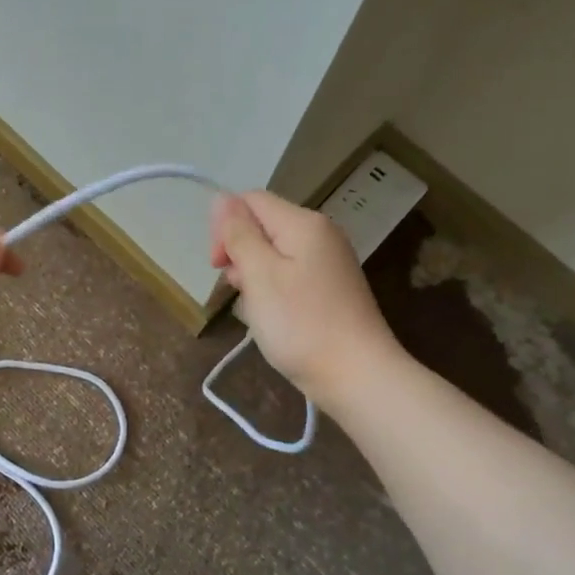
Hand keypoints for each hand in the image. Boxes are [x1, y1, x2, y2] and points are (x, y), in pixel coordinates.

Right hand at [210, 191, 399, 406]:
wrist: (356, 375)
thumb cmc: (300, 324)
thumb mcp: (259, 275)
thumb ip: (238, 233)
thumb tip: (222, 198)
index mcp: (304, 223)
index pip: (251, 201)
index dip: (225, 226)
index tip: (218, 266)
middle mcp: (320, 235)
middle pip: (263, 226)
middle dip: (240, 254)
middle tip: (238, 291)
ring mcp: (328, 263)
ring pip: (273, 255)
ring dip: (254, 278)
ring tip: (257, 310)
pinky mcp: (330, 289)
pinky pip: (289, 277)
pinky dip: (273, 293)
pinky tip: (273, 319)